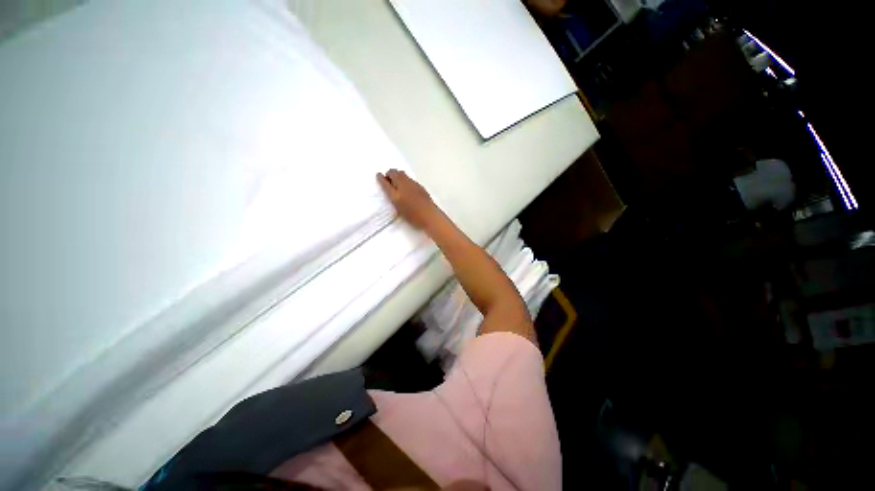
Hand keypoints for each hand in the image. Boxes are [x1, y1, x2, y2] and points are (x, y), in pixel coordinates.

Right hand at [377, 169, 439, 229]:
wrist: (430, 216)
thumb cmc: (413, 217)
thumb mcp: (399, 209)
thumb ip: (394, 198)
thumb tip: (392, 190)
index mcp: (396, 195)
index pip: (385, 183)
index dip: (381, 178)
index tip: (378, 175)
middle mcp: (403, 186)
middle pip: (393, 173)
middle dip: (389, 174)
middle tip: (388, 179)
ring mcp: (412, 184)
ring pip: (401, 173)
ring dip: (397, 174)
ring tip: (397, 182)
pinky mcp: (419, 185)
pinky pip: (408, 178)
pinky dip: (404, 178)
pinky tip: (406, 185)